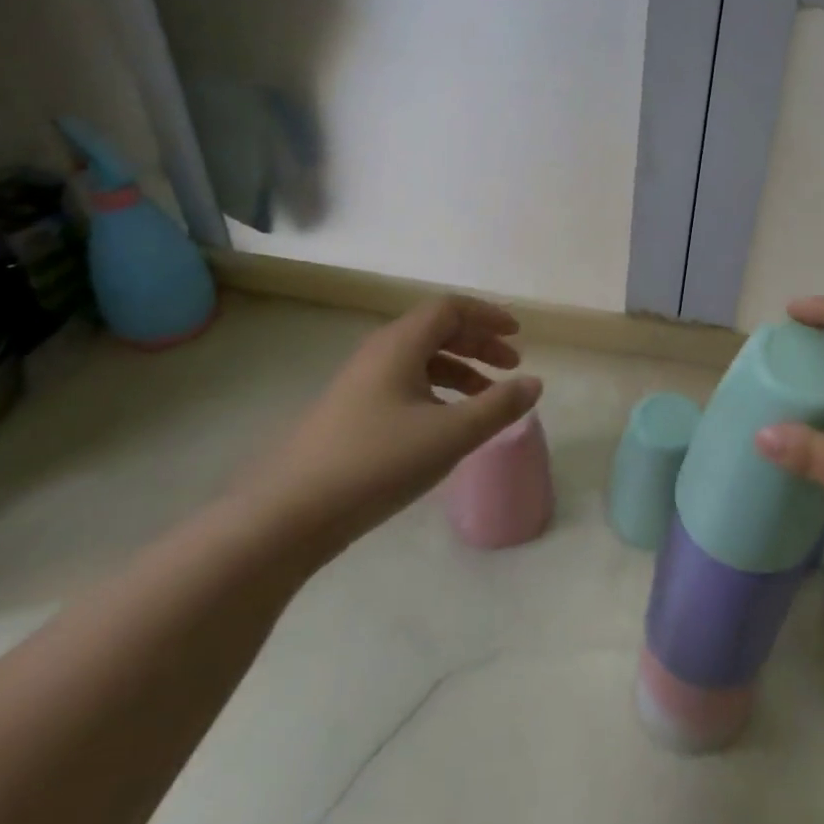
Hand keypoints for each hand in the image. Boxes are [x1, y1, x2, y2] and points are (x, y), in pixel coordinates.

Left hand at [231, 295, 541, 557]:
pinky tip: (448, 423)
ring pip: (420, 360)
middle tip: (511, 365)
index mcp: (400, 345)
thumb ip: (498, 406)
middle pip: (436, 330)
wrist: (289, 515)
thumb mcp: (451, 434)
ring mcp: (360, 384)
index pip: (449, 308)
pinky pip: (405, 384)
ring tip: (488, 397)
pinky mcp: (351, 413)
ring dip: (460, 369)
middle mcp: (378, 354)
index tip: (518, 335)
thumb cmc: (377, 462)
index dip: (487, 316)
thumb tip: (535, 382)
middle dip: (478, 342)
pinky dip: (437, 391)